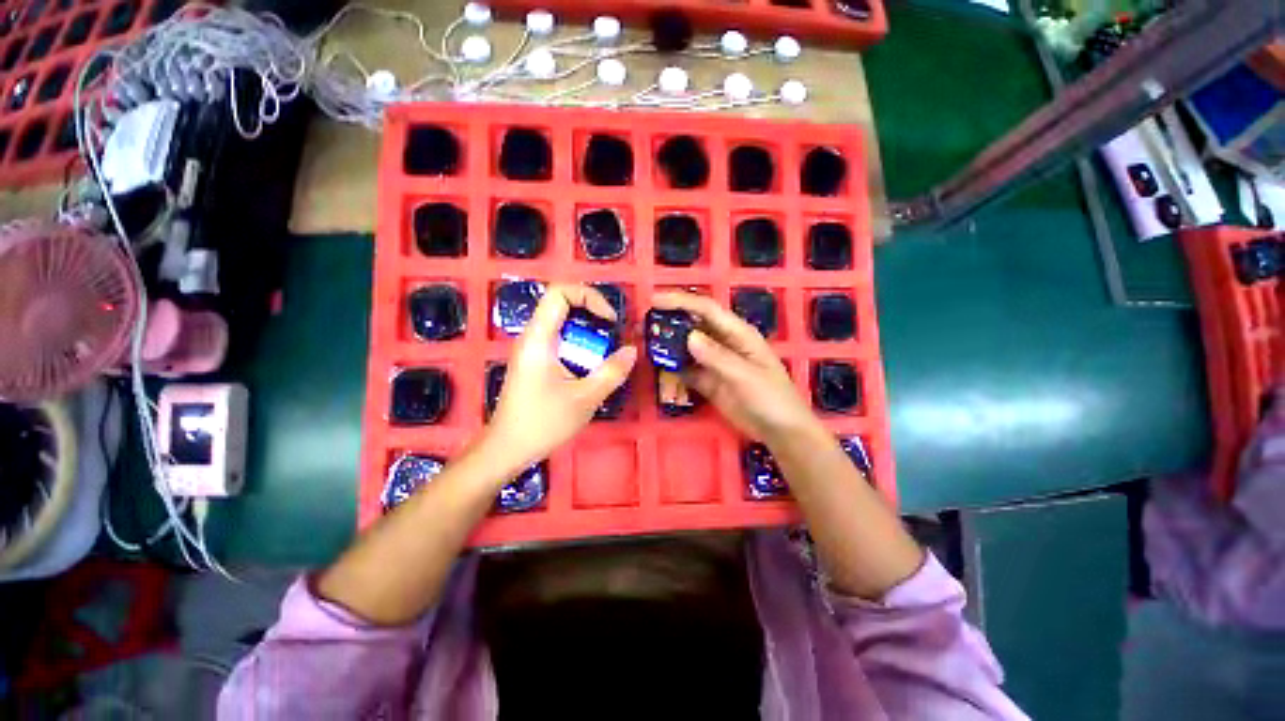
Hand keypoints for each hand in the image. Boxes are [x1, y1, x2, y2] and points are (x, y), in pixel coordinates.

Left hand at [485, 284, 637, 471]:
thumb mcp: (585, 398)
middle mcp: (533, 337)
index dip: (589, 296)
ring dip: (587, 332)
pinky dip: (579, 345)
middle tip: (613, 335)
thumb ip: (612, 372)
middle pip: (562, 304)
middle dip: (592, 314)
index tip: (609, 320)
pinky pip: (560, 340)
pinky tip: (591, 366)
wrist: (507, 449)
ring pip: (562, 323)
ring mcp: (532, 349)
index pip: (560, 292)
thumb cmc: (543, 423)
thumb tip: (631, 351)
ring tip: (606, 352)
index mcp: (539, 338)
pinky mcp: (535, 362)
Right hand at [653, 292, 818, 444]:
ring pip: (685, 349)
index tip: (653, 302)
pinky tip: (661, 378)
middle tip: (641, 329)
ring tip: (645, 351)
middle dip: (667, 325)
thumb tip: (689, 336)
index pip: (706, 309)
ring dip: (667, 350)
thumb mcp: (746, 376)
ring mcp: (714, 362)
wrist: (781, 431)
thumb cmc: (772, 398)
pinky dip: (673, 373)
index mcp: (737, 333)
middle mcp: (722, 342)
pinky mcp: (708, 381)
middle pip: (691, 326)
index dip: (680, 301)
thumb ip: (718, 357)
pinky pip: (685, 371)